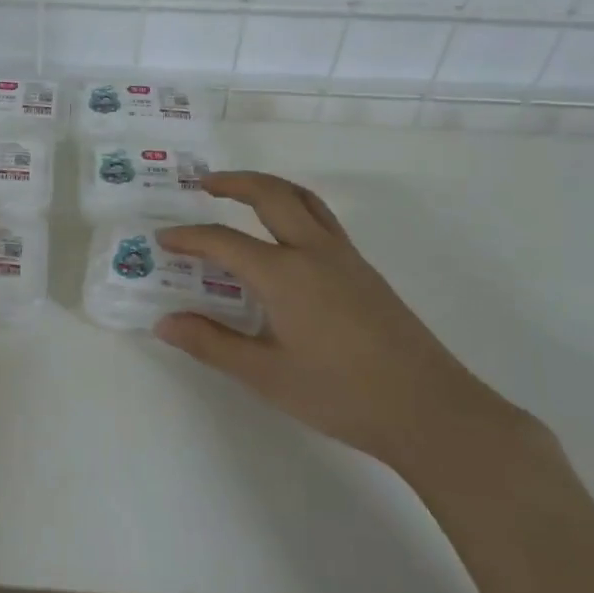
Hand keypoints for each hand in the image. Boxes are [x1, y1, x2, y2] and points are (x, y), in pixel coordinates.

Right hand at [156, 172, 520, 476]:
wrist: (430, 410)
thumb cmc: (340, 394)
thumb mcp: (266, 374)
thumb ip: (211, 344)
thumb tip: (164, 323)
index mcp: (283, 274)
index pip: (222, 242)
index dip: (188, 237)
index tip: (163, 239)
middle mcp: (313, 252)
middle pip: (270, 195)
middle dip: (233, 182)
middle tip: (203, 183)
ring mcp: (345, 257)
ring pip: (303, 199)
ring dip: (268, 187)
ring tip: (242, 192)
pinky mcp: (365, 271)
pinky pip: (322, 219)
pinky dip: (293, 207)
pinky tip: (284, 237)